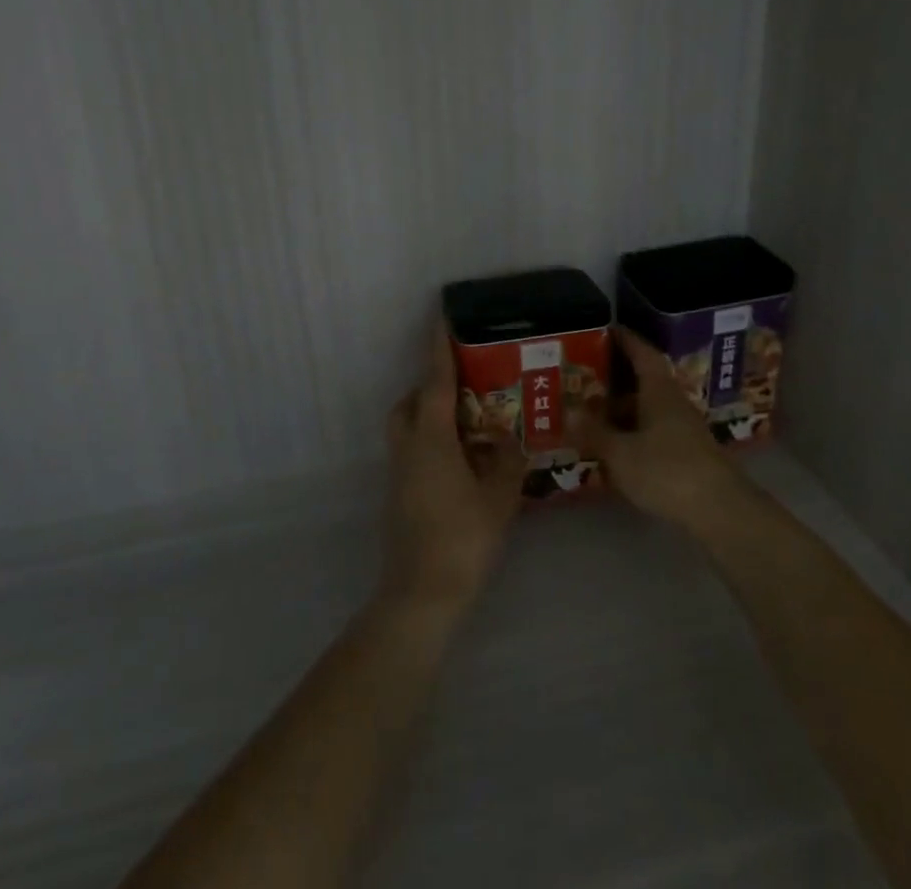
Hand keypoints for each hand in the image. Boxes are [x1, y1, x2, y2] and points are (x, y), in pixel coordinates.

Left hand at [381, 322, 526, 617]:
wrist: (421, 593)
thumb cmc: (463, 538)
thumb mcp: (499, 497)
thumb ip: (507, 461)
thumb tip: (510, 438)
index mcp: (431, 437)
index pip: (435, 380)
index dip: (440, 347)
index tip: (442, 316)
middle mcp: (409, 446)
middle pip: (410, 403)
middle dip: (430, 387)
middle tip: (463, 388)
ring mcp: (399, 472)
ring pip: (407, 428)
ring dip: (428, 416)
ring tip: (467, 425)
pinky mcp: (399, 495)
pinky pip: (412, 451)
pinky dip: (430, 443)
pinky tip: (461, 463)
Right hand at [570, 325, 754, 534]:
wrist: (722, 512)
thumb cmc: (667, 471)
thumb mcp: (621, 453)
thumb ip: (594, 432)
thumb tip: (570, 411)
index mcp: (659, 391)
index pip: (643, 354)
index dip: (626, 340)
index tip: (607, 329)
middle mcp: (674, 403)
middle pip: (645, 381)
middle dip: (617, 377)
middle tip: (587, 374)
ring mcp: (685, 429)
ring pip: (650, 408)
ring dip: (624, 408)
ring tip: (593, 412)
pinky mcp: (689, 455)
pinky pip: (656, 430)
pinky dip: (635, 430)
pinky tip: (618, 446)